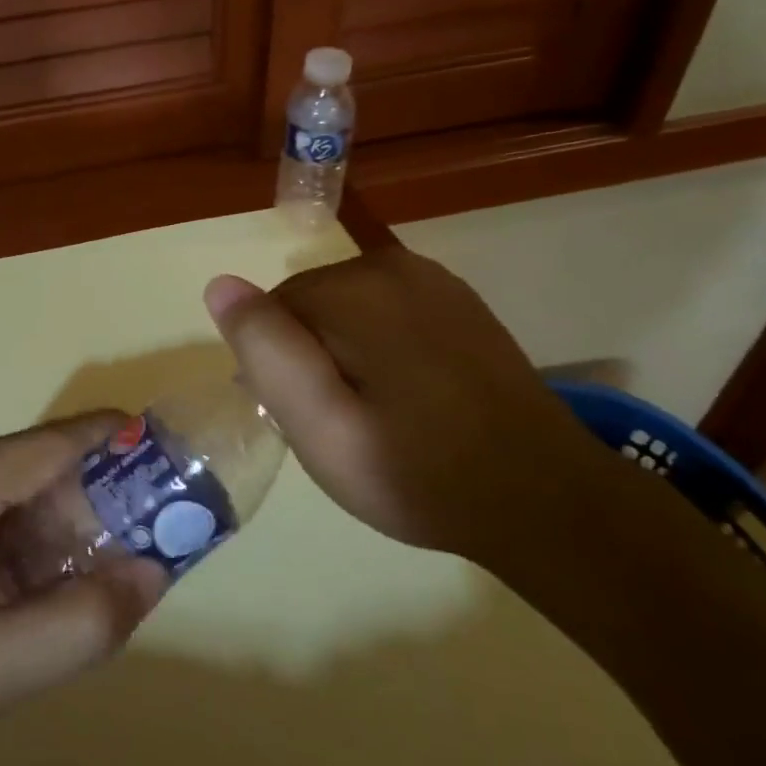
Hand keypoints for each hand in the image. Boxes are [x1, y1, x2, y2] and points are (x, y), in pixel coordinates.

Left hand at [0, 414, 167, 765]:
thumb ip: (84, 622)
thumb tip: (155, 573)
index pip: (42, 446)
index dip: (106, 441)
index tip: (163, 447)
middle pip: (28, 467)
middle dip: (89, 496)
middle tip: (148, 527)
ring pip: (11, 494)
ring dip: (60, 525)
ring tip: (110, 560)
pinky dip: (27, 543)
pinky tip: (53, 580)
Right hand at [203, 245, 605, 565]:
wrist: (545, 499)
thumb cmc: (418, 472)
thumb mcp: (321, 426)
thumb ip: (267, 351)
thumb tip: (220, 284)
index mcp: (356, 289)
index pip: (272, 311)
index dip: (277, 368)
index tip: (305, 420)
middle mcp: (393, 265)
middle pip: (309, 304)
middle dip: (309, 356)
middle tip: (341, 424)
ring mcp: (434, 280)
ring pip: (346, 308)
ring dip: (344, 352)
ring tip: (376, 413)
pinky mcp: (459, 301)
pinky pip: (386, 312)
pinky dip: (380, 347)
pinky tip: (409, 394)